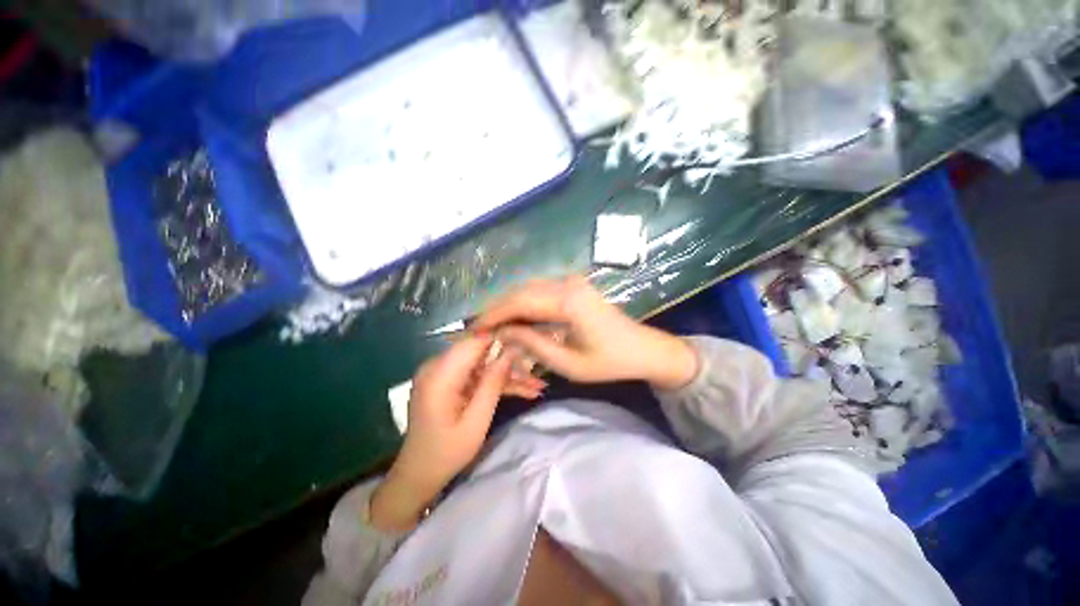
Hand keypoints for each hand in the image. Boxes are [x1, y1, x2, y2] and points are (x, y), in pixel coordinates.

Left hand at [371, 334, 536, 531]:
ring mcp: (445, 373)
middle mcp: (439, 366)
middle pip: (482, 351)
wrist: (419, 474)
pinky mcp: (452, 381)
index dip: (502, 336)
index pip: (474, 340)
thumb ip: (493, 383)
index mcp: (440, 374)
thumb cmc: (446, 453)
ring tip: (537, 385)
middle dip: (511, 359)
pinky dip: (498, 382)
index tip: (529, 340)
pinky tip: (524, 390)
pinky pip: (479, 375)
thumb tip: (511, 351)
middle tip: (538, 369)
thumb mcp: (476, 421)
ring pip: (485, 364)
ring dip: (509, 374)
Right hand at [474, 276, 697, 389]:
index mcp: (568, 301)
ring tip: (493, 326)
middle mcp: (567, 283)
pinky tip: (516, 319)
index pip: (519, 302)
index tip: (474, 329)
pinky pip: (540, 291)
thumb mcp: (568, 363)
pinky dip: (524, 304)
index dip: (493, 314)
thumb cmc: (610, 362)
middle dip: (497, 309)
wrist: (643, 349)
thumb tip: (502, 331)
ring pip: (528, 289)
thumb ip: (532, 344)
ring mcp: (572, 282)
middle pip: (521, 291)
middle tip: (480, 328)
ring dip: (509, 306)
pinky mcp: (573, 286)